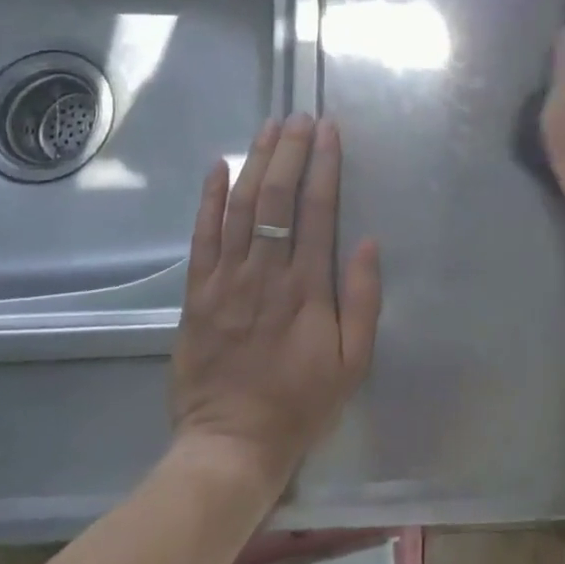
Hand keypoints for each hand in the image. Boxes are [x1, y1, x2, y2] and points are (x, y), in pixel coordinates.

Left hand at [170, 114, 382, 500]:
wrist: (230, 446)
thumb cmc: (300, 404)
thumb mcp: (352, 363)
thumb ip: (362, 300)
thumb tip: (367, 241)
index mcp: (307, 288)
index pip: (317, 210)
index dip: (324, 165)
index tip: (329, 130)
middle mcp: (265, 273)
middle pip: (276, 197)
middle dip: (289, 151)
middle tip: (299, 117)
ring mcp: (226, 280)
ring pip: (240, 207)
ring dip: (255, 162)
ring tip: (268, 127)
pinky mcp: (196, 293)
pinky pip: (201, 236)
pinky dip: (208, 198)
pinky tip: (218, 165)